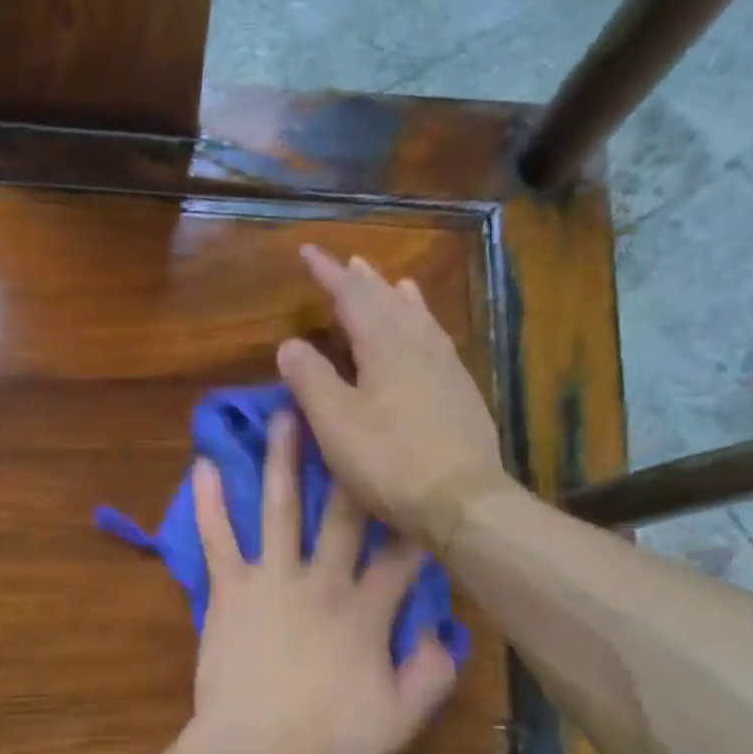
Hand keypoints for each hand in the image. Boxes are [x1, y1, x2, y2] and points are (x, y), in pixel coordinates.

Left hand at [189, 411, 459, 753]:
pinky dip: (209, 503)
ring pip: (280, 508)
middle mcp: (322, 581)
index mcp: (367, 611)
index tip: (421, 484)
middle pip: (342, 512)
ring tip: (284, 414)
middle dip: (349, 461)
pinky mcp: (229, 590)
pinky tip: (202, 465)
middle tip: (350, 412)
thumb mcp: (399, 718)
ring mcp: (272, 580)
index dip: (415, 518)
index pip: (401, 553)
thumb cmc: (328, 740)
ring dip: (282, 460)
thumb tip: (443, 632)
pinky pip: (218, 539)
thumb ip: (430, 673)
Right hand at [277, 246, 514, 553]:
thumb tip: (290, 343)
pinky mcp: (462, 394)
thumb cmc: (389, 462)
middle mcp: (420, 346)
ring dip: (400, 298)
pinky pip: (438, 341)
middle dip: (364, 281)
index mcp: (386, 346)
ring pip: (420, 319)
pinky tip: (428, 334)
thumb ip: (310, 379)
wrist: (462, 500)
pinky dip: (425, 325)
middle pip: (389, 302)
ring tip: (394, 282)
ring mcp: (447, 369)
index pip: (352, 297)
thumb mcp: (335, 423)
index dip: (328, 274)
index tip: (308, 252)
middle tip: (349, 262)